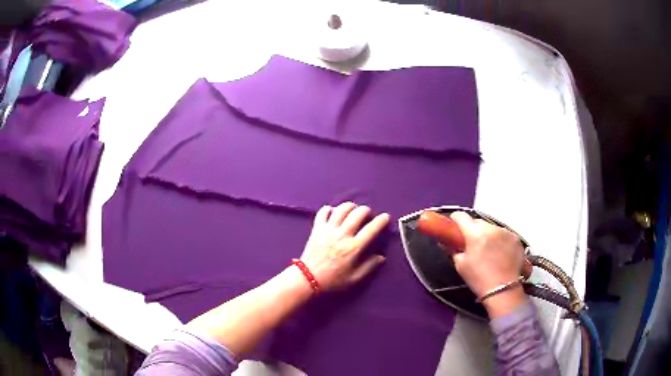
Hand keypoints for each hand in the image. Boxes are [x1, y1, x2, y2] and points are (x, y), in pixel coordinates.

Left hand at [300, 202, 389, 291]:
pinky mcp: (317, 228)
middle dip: (366, 210)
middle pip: (357, 214)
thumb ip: (369, 267)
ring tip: (353, 209)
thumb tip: (381, 257)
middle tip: (368, 214)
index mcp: (353, 247)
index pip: (371, 229)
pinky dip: (329, 209)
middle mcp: (342, 235)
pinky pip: (322, 212)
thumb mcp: (354, 278)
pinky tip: (333, 212)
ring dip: (350, 206)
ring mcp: (328, 230)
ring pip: (341, 209)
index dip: (381, 221)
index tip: (386, 217)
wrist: (308, 278)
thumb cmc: (333, 280)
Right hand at [449, 212, 526, 316]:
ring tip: (488, 250)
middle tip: (471, 243)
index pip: (461, 216)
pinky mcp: (515, 238)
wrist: (502, 290)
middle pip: (478, 221)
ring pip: (492, 227)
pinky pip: (504, 234)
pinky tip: (499, 253)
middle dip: (473, 229)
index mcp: (475, 234)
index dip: (455, 220)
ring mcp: (506, 232)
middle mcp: (491, 228)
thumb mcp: (461, 265)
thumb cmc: (478, 279)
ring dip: (488, 234)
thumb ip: (453, 250)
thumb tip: (445, 242)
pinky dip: (500, 240)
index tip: (454, 226)